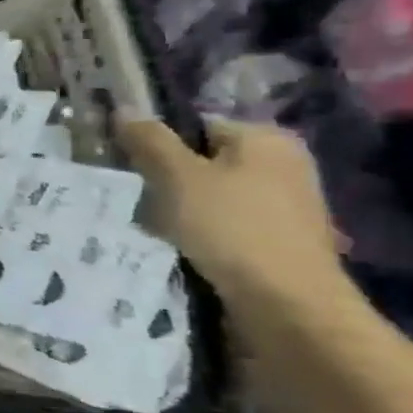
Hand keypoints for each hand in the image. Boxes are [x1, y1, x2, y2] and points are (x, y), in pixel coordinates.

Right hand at [116, 116, 346, 315]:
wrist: (287, 304)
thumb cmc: (230, 228)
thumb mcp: (177, 177)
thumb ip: (149, 140)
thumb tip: (124, 108)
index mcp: (265, 138)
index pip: (196, 126)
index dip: (159, 146)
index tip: (134, 171)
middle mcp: (284, 164)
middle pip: (204, 162)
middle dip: (170, 182)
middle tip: (144, 203)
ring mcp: (288, 205)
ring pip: (213, 196)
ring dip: (183, 211)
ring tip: (159, 230)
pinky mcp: (282, 240)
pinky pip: (228, 225)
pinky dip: (204, 234)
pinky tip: (186, 249)